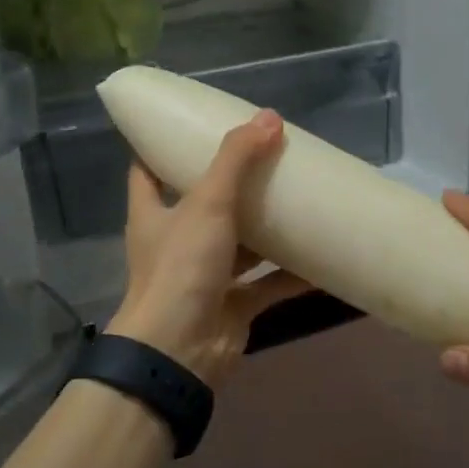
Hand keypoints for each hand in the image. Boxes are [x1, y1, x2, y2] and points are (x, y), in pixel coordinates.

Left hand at [108, 111, 310, 387]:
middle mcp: (176, 243)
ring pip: (240, 244)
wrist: (180, 351)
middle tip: (265, 156)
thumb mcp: (207, 203)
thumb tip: (269, 116)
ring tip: (298, 198)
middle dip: (232, 184)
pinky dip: (291, 272)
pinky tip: (321, 256)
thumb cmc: (182, 267)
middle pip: (202, 205)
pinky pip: (267, 283)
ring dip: (266, 228)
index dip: (161, 147)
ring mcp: (205, 276)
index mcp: (153, 214)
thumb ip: (237, 159)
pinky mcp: (232, 305)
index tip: (189, 125)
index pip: (147, 170)